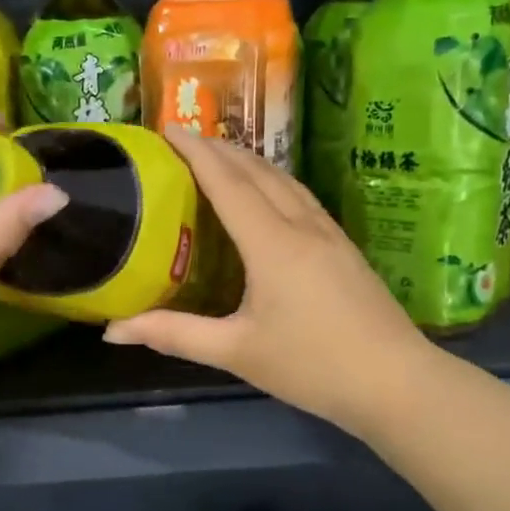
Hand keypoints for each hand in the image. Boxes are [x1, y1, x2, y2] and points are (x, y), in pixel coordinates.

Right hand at [103, 131, 432, 439]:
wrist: (397, 382)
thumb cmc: (312, 366)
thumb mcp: (236, 351)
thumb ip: (174, 335)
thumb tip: (112, 331)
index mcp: (272, 243)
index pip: (228, 183)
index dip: (196, 153)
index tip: (168, 127)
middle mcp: (302, 226)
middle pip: (258, 172)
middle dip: (220, 149)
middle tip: (186, 140)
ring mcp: (330, 234)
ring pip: (286, 181)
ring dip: (250, 162)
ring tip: (222, 158)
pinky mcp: (345, 249)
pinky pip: (302, 198)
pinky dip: (274, 182)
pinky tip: (270, 195)